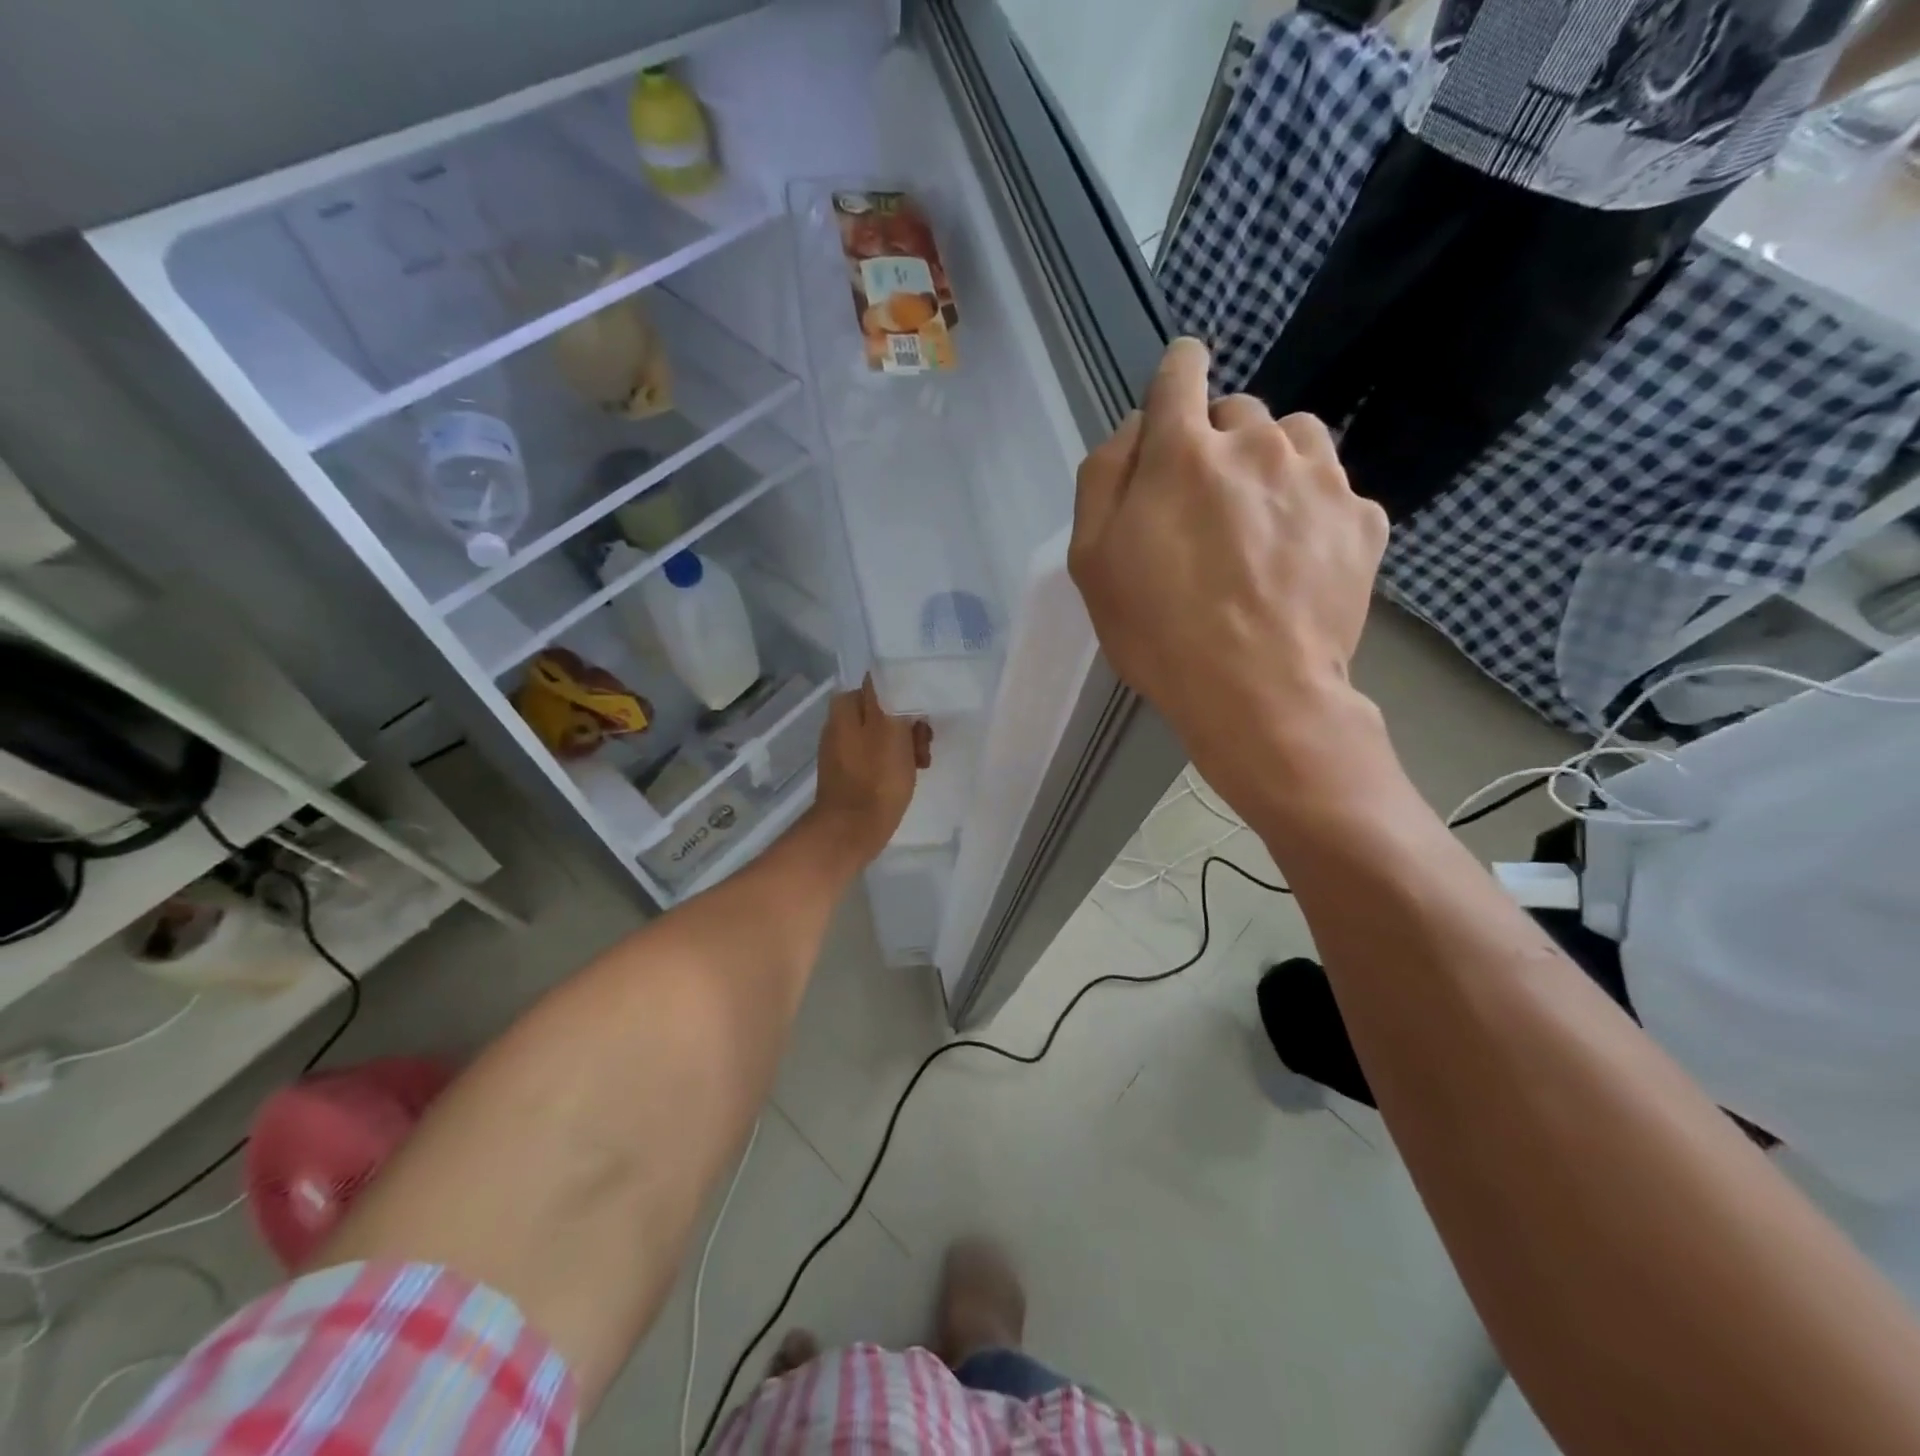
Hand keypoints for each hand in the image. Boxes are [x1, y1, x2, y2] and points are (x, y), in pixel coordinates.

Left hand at [809, 676, 931, 865]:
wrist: (852, 830)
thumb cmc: (876, 777)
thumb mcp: (888, 728)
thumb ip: (887, 696)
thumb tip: (885, 674)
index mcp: (845, 707)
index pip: (882, 686)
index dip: (907, 699)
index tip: (922, 719)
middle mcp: (839, 723)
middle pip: (884, 711)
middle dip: (908, 726)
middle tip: (923, 747)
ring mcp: (842, 749)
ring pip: (883, 735)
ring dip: (905, 746)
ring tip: (920, 766)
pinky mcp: (848, 772)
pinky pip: (876, 757)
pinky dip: (893, 763)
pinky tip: (905, 777)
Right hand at [1068, 338, 1387, 807]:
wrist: (1258, 696)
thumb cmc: (1159, 632)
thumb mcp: (1092, 561)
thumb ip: (1103, 478)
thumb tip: (1137, 430)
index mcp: (1184, 451)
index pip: (1181, 369)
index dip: (1175, 379)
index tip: (1175, 406)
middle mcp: (1257, 443)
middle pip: (1237, 410)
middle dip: (1217, 444)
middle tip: (1206, 510)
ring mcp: (1320, 478)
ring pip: (1293, 437)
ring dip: (1271, 463)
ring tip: (1258, 524)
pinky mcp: (1364, 518)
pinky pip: (1333, 487)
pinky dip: (1312, 507)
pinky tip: (1296, 558)